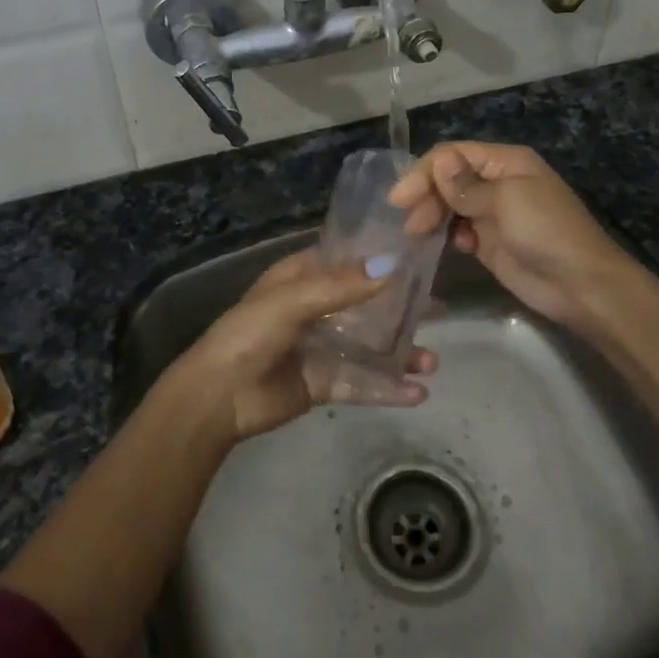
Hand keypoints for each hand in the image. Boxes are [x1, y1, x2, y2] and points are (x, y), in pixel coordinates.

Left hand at [168, 250, 438, 441]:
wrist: (217, 398)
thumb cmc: (249, 335)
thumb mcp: (290, 301)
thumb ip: (341, 286)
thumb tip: (392, 265)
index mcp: (303, 278)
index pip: (350, 261)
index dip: (383, 259)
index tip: (422, 259)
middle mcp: (316, 308)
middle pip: (367, 304)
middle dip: (402, 309)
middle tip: (440, 311)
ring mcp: (321, 347)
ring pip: (370, 345)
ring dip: (400, 352)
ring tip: (432, 363)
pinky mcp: (323, 382)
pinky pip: (362, 382)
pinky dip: (388, 388)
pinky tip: (417, 394)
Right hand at [389, 142, 629, 330]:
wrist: (580, 285)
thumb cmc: (546, 231)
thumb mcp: (506, 200)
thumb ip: (467, 185)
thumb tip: (438, 162)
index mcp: (505, 162)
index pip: (453, 155)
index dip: (424, 172)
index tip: (399, 199)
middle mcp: (497, 182)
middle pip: (448, 179)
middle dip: (426, 196)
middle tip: (410, 224)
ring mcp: (494, 213)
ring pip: (450, 205)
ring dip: (433, 215)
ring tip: (419, 235)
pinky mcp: (490, 242)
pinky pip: (460, 230)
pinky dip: (451, 235)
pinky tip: (456, 247)